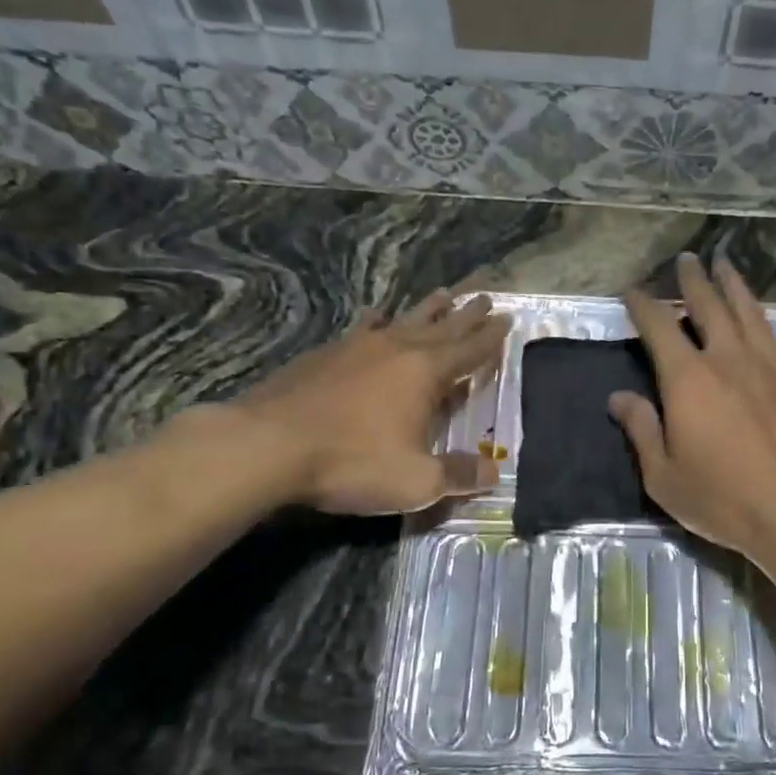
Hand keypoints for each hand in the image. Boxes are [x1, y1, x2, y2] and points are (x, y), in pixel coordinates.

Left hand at [215, 291, 510, 514]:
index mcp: (426, 373)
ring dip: (428, 309)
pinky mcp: (325, 354)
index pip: (470, 351)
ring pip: (404, 320)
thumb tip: (494, 473)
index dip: (491, 338)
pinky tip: (376, 314)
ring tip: (444, 294)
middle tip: (486, 298)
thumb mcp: (416, 481)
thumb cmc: (352, 461)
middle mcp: (397, 349)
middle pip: (442, 326)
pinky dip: (377, 320)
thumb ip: (458, 476)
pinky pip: (363, 328)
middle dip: (467, 315)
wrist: (268, 445)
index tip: (507, 319)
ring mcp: (358, 347)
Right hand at [610, 253, 775, 560]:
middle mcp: (729, 361)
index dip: (643, 306)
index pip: (659, 328)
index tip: (633, 291)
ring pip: (752, 316)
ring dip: (737, 289)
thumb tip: (619, 398)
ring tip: (727, 266)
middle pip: (709, 308)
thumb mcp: (664, 476)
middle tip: (688, 259)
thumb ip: (641, 431)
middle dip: (694, 281)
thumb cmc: (723, 499)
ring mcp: (772, 370)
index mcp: (688, 379)